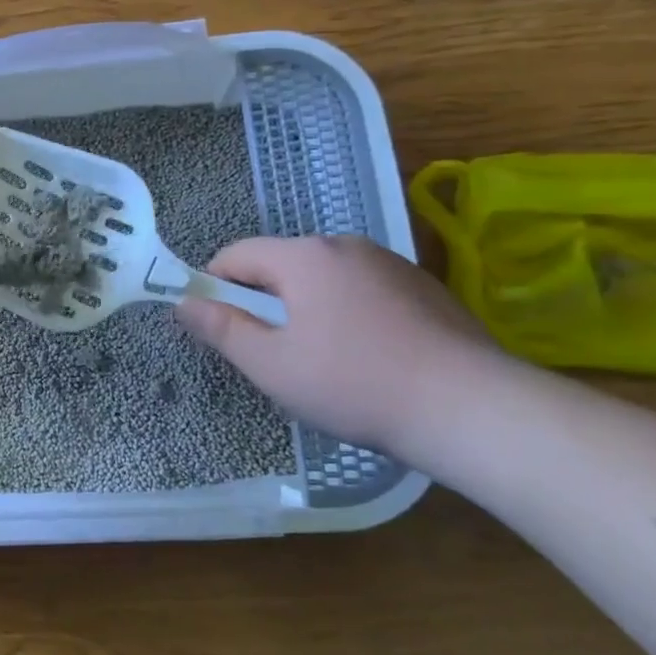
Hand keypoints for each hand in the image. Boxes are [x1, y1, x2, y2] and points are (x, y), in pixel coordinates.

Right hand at [175, 235, 502, 457]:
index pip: (236, 254)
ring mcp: (390, 264)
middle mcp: (346, 246)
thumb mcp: (271, 364)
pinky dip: (346, 314)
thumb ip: (221, 328)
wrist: (472, 408)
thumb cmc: (353, 384)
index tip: (215, 326)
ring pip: (323, 279)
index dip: (214, 286)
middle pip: (281, 265)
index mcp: (305, 256)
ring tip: (318, 360)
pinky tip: (365, 358)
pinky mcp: (424, 288)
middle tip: (267, 352)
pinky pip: (361, 291)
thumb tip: (183, 302)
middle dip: (262, 301)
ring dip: (304, 308)